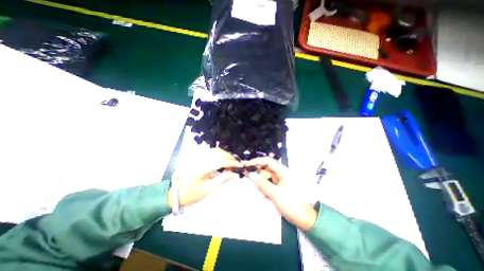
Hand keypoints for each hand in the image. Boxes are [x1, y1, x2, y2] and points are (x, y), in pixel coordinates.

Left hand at [169, 149, 241, 207]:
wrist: (175, 193)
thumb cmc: (191, 194)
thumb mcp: (207, 189)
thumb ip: (222, 179)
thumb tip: (234, 174)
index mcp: (201, 168)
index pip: (220, 161)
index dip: (232, 162)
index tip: (240, 165)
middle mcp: (200, 159)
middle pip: (219, 153)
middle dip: (230, 157)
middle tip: (238, 164)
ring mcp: (198, 156)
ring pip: (215, 151)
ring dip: (226, 154)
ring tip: (232, 161)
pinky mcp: (197, 157)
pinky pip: (211, 152)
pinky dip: (220, 154)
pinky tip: (224, 159)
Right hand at [246, 156, 317, 230]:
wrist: (303, 219)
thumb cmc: (292, 205)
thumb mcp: (275, 194)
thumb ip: (262, 183)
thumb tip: (251, 174)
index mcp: (283, 171)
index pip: (268, 161)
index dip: (257, 161)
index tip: (246, 164)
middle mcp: (280, 173)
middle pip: (265, 168)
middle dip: (257, 173)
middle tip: (247, 177)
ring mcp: (278, 180)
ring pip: (265, 176)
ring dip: (260, 183)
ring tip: (262, 192)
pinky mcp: (277, 186)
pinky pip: (267, 183)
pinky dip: (263, 187)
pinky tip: (264, 194)